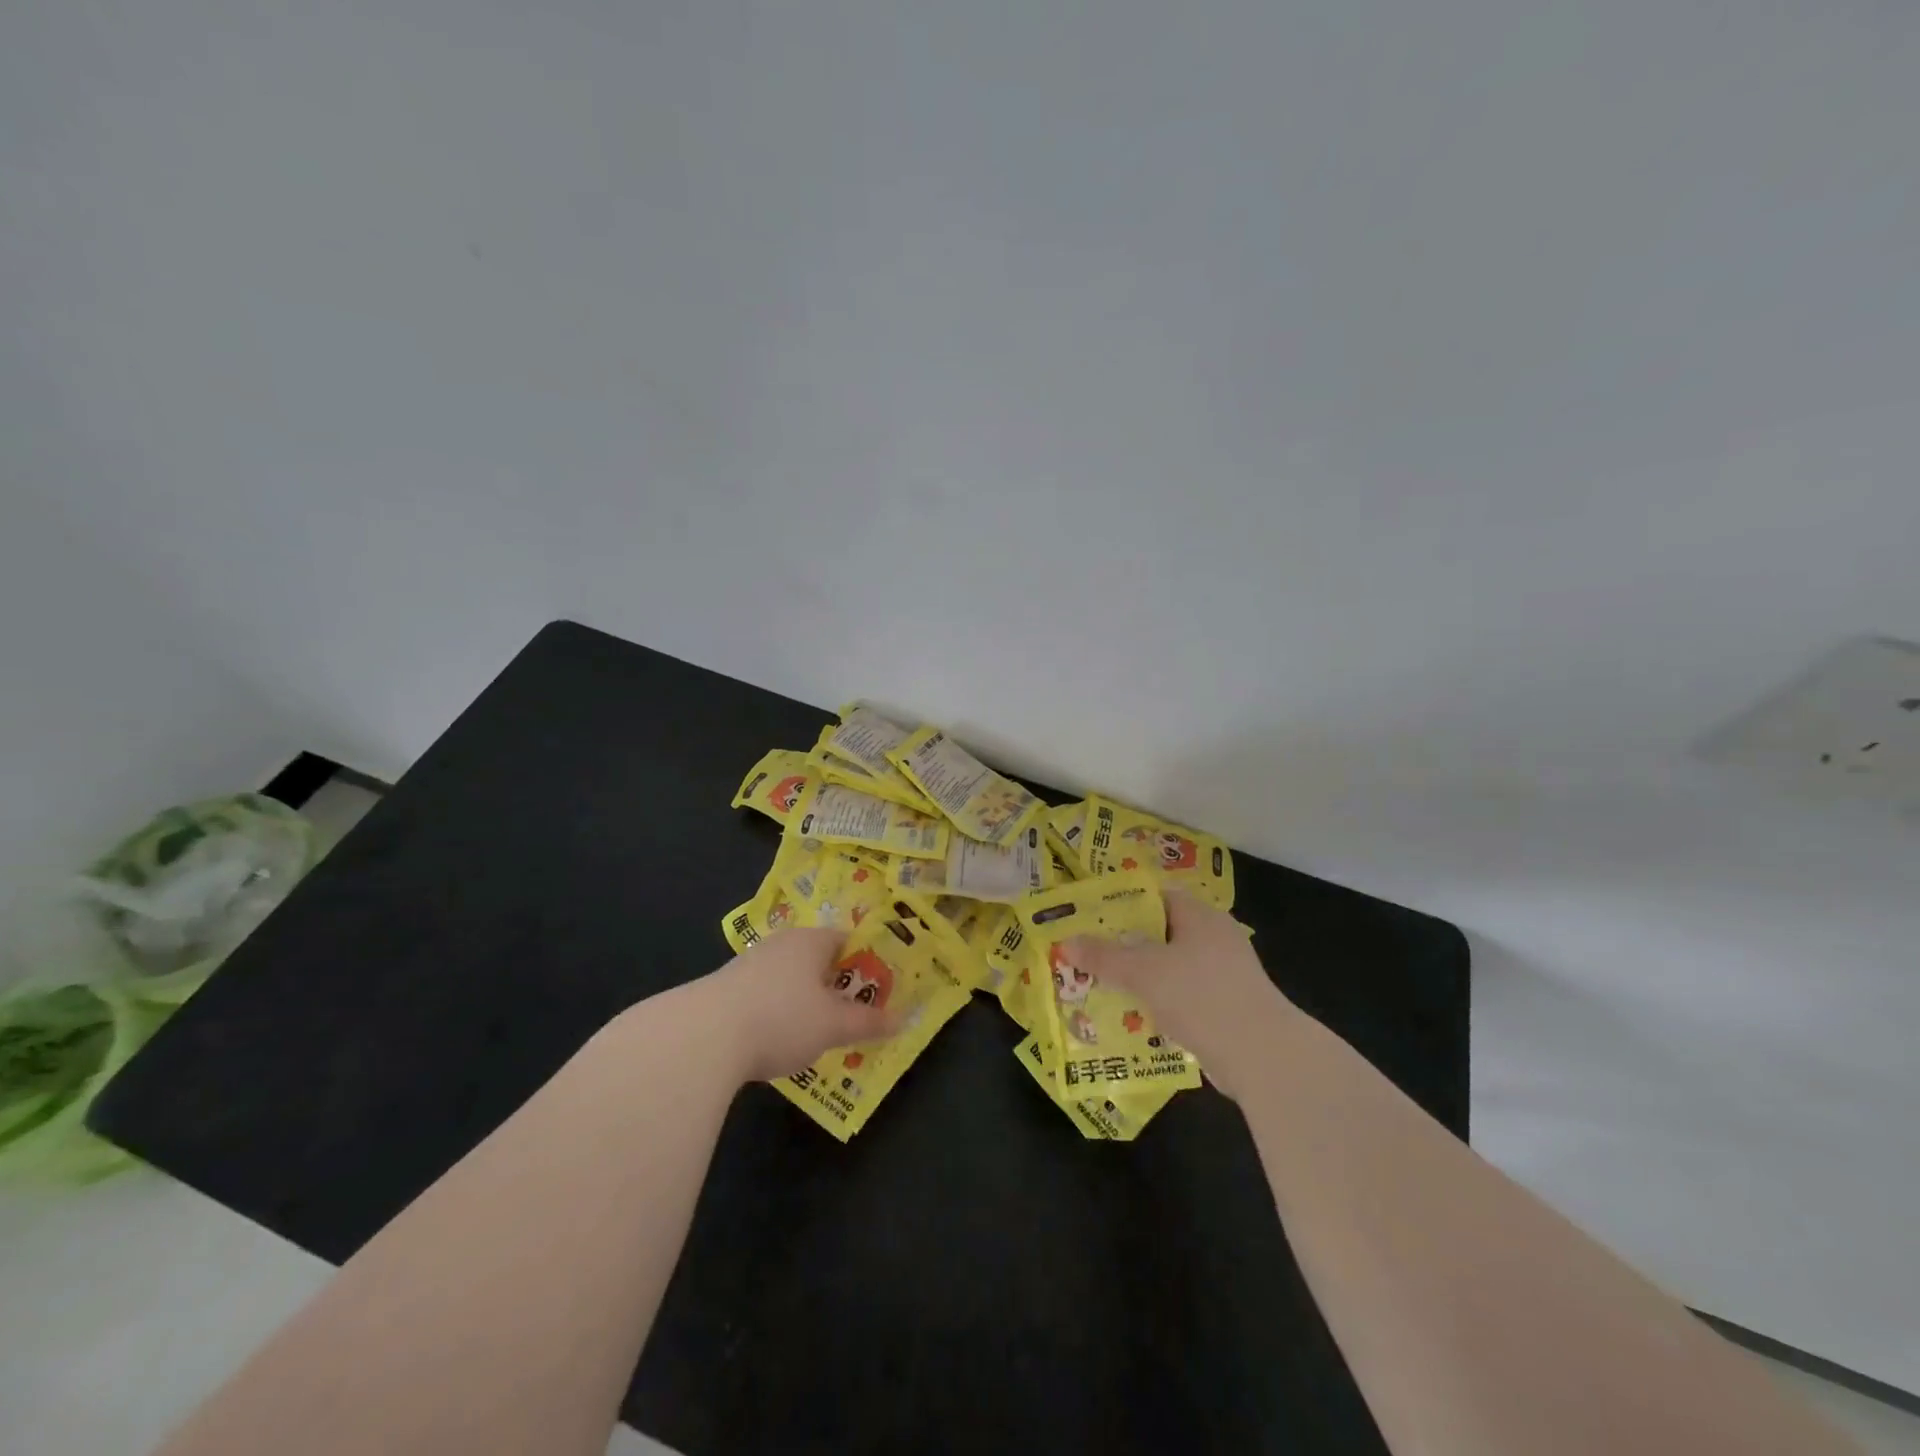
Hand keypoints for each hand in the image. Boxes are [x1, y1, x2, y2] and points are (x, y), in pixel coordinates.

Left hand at [700, 928, 900, 1082]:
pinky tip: (776, 1041)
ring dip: (804, 1001)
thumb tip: (901, 1020)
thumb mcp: (832, 1026)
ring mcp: (749, 964)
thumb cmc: (781, 1019)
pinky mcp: (725, 990)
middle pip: (817, 960)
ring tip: (817, 1034)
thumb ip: (867, 1022)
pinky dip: (776, 1013)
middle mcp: (780, 944)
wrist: (701, 1037)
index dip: (865, 963)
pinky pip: (764, 996)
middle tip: (852, 1015)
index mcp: (810, 941)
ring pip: (789, 979)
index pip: (846, 940)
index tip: (877, 989)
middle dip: (835, 985)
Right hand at [1063, 892, 1292, 1098]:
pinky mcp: (1227, 1006)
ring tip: (1101, 983)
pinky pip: (1184, 995)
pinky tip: (1133, 1015)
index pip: (1156, 894)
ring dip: (1141, 976)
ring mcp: (1224, 973)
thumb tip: (1065, 942)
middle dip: (1125, 943)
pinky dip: (1160, 1001)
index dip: (1122, 901)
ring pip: (1171, 966)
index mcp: (1199, 915)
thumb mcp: (1143, 972)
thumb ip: (1104, 956)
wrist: (1263, 1056)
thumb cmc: (1201, 995)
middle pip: (1161, 931)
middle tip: (1088, 951)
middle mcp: (1214, 937)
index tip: (1090, 914)